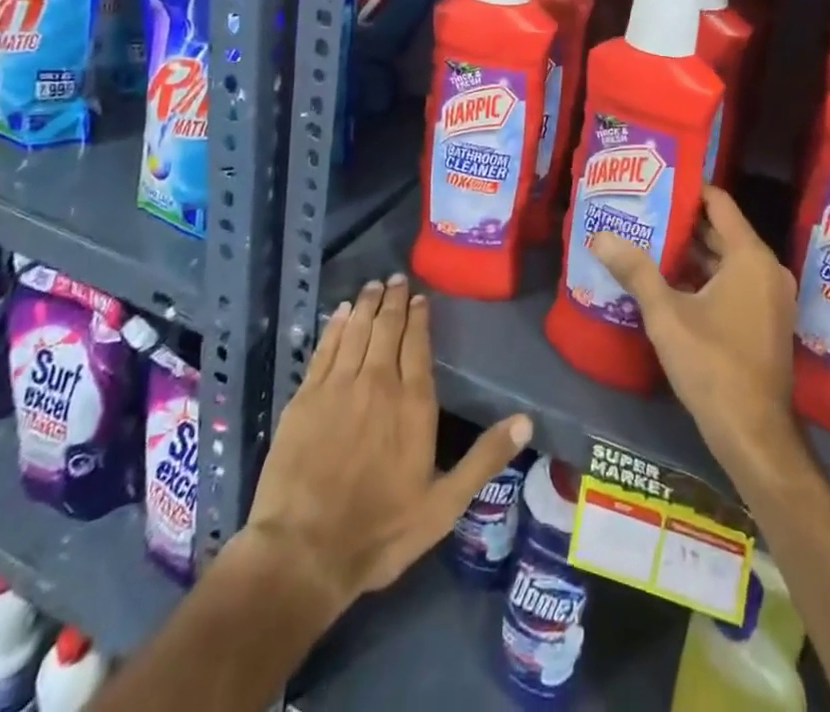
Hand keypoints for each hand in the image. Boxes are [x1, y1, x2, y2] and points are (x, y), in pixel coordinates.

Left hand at [237, 274, 531, 615]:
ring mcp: (338, 386)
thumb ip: (484, 458)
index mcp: (413, 402)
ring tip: (371, 286)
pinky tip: (339, 314)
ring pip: (356, 330)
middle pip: (387, 328)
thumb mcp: (444, 505)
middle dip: (392, 300)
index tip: (418, 296)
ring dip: (365, 305)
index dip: (418, 316)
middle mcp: (377, 382)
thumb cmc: (380, 530)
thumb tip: (526, 420)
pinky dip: (334, 326)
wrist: (303, 552)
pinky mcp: (305, 397)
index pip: (418, 343)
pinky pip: (324, 348)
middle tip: (394, 278)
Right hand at [589, 186, 803, 481]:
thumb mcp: (667, 315)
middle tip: (644, 211)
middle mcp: (767, 269)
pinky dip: (707, 276)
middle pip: (722, 231)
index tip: (656, 182)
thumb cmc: (713, 365)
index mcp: (750, 257)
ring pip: (727, 259)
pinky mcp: (766, 320)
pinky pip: (735, 282)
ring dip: (693, 252)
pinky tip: (670, 281)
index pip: (719, 203)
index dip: (688, 189)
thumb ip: (635, 271)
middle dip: (683, 222)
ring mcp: (770, 297)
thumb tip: (600, 236)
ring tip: (649, 241)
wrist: (755, 436)